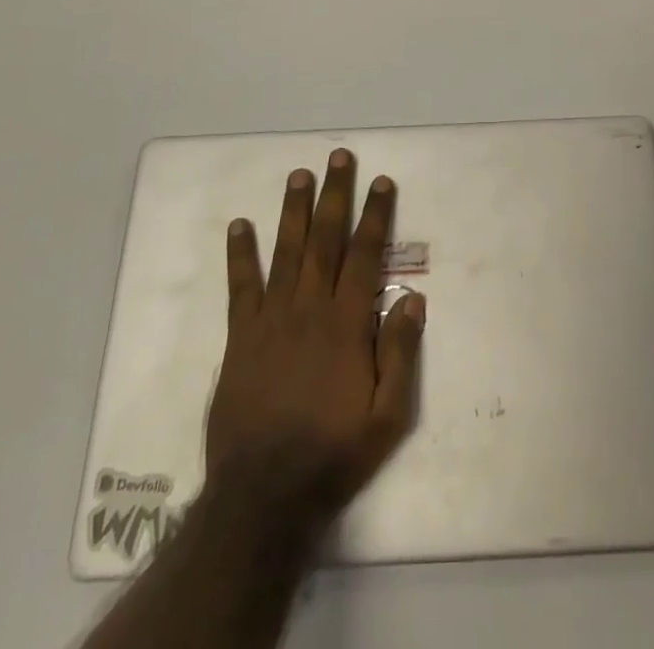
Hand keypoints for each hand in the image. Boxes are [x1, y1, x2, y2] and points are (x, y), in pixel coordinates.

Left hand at [204, 149, 424, 518]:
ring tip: (298, 174)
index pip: (365, 255)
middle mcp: (309, 309)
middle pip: (325, 240)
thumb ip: (400, 354)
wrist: (264, 496)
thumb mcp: (387, 417)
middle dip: (334, 195)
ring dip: (293, 210)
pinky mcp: (241, 338)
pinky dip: (240, 255)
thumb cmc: (333, 454)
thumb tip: (413, 299)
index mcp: (346, 324)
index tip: (381, 182)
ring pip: (285, 252)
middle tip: (338, 156)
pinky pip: (241, 287)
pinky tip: (239, 226)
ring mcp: (271, 320)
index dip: (375, 216)